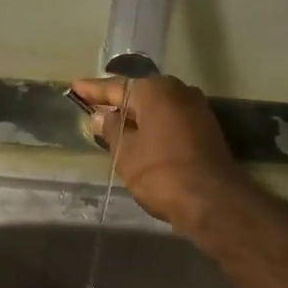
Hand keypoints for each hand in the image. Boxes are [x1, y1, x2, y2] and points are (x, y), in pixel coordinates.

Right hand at [69, 75, 250, 234]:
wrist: (212, 200)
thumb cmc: (160, 172)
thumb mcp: (126, 153)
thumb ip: (111, 130)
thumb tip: (101, 116)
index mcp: (155, 91)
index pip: (116, 87)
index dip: (93, 90)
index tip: (75, 87)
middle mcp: (179, 92)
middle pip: (140, 95)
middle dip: (117, 102)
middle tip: (94, 106)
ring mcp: (197, 111)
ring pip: (157, 109)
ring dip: (136, 117)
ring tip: (114, 124)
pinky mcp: (206, 132)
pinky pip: (170, 122)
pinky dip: (153, 127)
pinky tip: (140, 138)